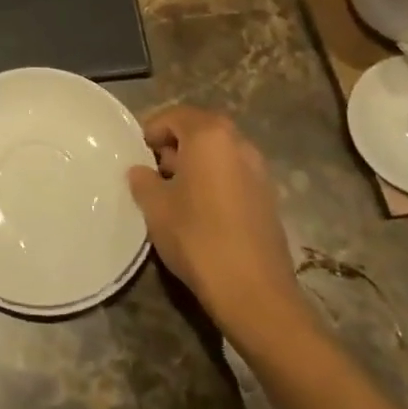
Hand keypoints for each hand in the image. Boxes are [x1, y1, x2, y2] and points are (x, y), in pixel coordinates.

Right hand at [128, 105, 312, 342]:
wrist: (255, 292)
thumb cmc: (197, 238)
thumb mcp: (155, 207)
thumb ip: (143, 180)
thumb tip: (140, 171)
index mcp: (210, 136)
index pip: (175, 115)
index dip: (153, 130)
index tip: (138, 153)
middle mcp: (239, 144)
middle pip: (200, 130)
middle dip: (175, 145)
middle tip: (154, 170)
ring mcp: (259, 170)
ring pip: (219, 152)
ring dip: (196, 162)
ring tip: (175, 192)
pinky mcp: (269, 197)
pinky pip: (234, 173)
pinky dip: (215, 180)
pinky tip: (201, 210)